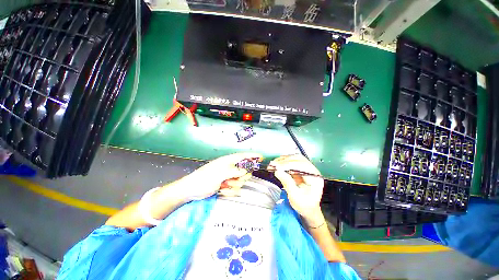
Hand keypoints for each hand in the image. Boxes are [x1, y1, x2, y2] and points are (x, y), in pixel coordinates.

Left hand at [178, 152, 262, 200]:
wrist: (191, 190)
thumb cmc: (204, 179)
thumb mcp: (220, 173)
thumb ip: (234, 171)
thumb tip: (245, 170)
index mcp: (227, 161)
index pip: (243, 156)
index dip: (252, 156)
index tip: (261, 157)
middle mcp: (229, 168)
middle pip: (245, 170)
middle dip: (241, 177)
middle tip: (232, 179)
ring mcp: (228, 177)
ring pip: (240, 181)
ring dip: (234, 185)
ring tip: (223, 185)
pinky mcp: (226, 185)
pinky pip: (235, 188)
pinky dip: (230, 191)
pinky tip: (222, 190)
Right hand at [269, 154, 324, 226]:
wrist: (308, 209)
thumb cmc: (303, 205)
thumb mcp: (295, 196)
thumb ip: (287, 183)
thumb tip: (277, 171)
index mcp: (315, 177)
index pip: (302, 166)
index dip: (288, 164)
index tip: (277, 167)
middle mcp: (312, 170)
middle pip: (298, 159)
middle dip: (284, 161)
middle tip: (273, 164)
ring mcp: (307, 168)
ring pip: (294, 158)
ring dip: (283, 159)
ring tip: (273, 163)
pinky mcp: (301, 169)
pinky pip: (292, 161)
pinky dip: (283, 161)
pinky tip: (277, 164)